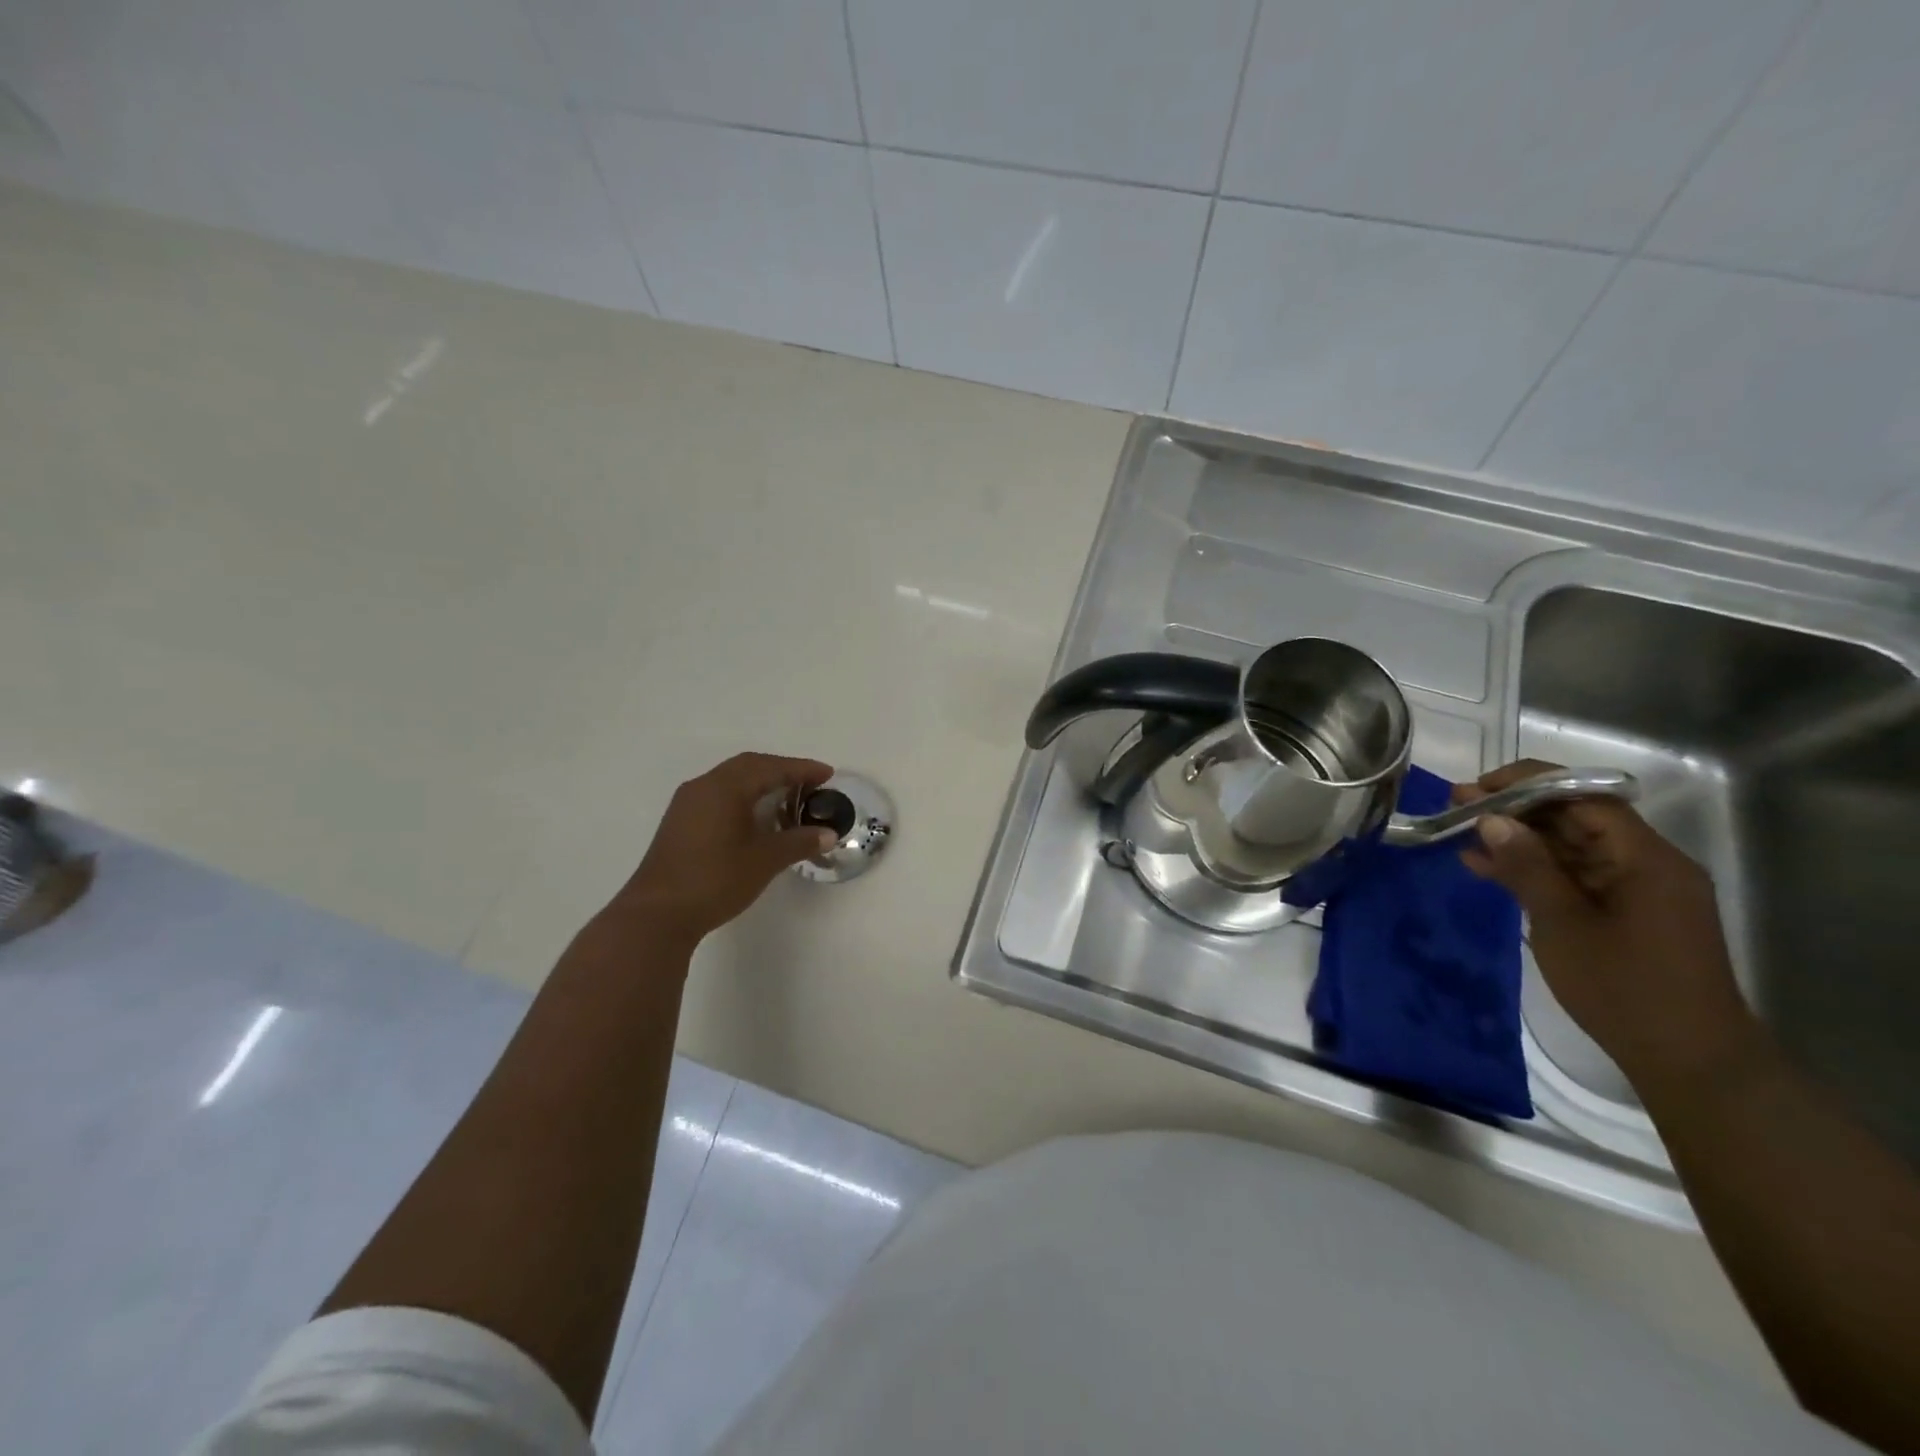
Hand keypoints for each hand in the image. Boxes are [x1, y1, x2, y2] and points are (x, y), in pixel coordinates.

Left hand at [608, 752, 835, 947]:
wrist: (656, 915)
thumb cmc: (714, 880)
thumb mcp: (765, 860)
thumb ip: (799, 842)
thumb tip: (828, 834)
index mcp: (724, 787)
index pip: (770, 767)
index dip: (801, 769)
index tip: (827, 775)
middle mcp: (703, 786)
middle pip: (749, 767)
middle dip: (782, 772)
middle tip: (811, 784)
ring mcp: (687, 804)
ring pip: (731, 781)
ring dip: (761, 784)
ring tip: (788, 801)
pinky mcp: (680, 822)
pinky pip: (719, 796)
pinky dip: (744, 798)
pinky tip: (757, 819)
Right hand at [1457, 760, 1756, 1087]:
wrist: (1690, 1062)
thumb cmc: (1626, 988)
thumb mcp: (1564, 924)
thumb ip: (1528, 867)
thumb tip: (1491, 819)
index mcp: (1646, 858)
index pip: (1585, 797)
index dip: (1528, 784)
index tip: (1476, 789)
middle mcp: (1647, 864)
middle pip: (1576, 818)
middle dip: (1516, 809)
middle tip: (1457, 807)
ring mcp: (1637, 890)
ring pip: (1571, 846)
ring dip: (1519, 840)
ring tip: (1462, 835)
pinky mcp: (1625, 913)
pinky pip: (1574, 876)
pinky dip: (1534, 869)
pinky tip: (1488, 869)